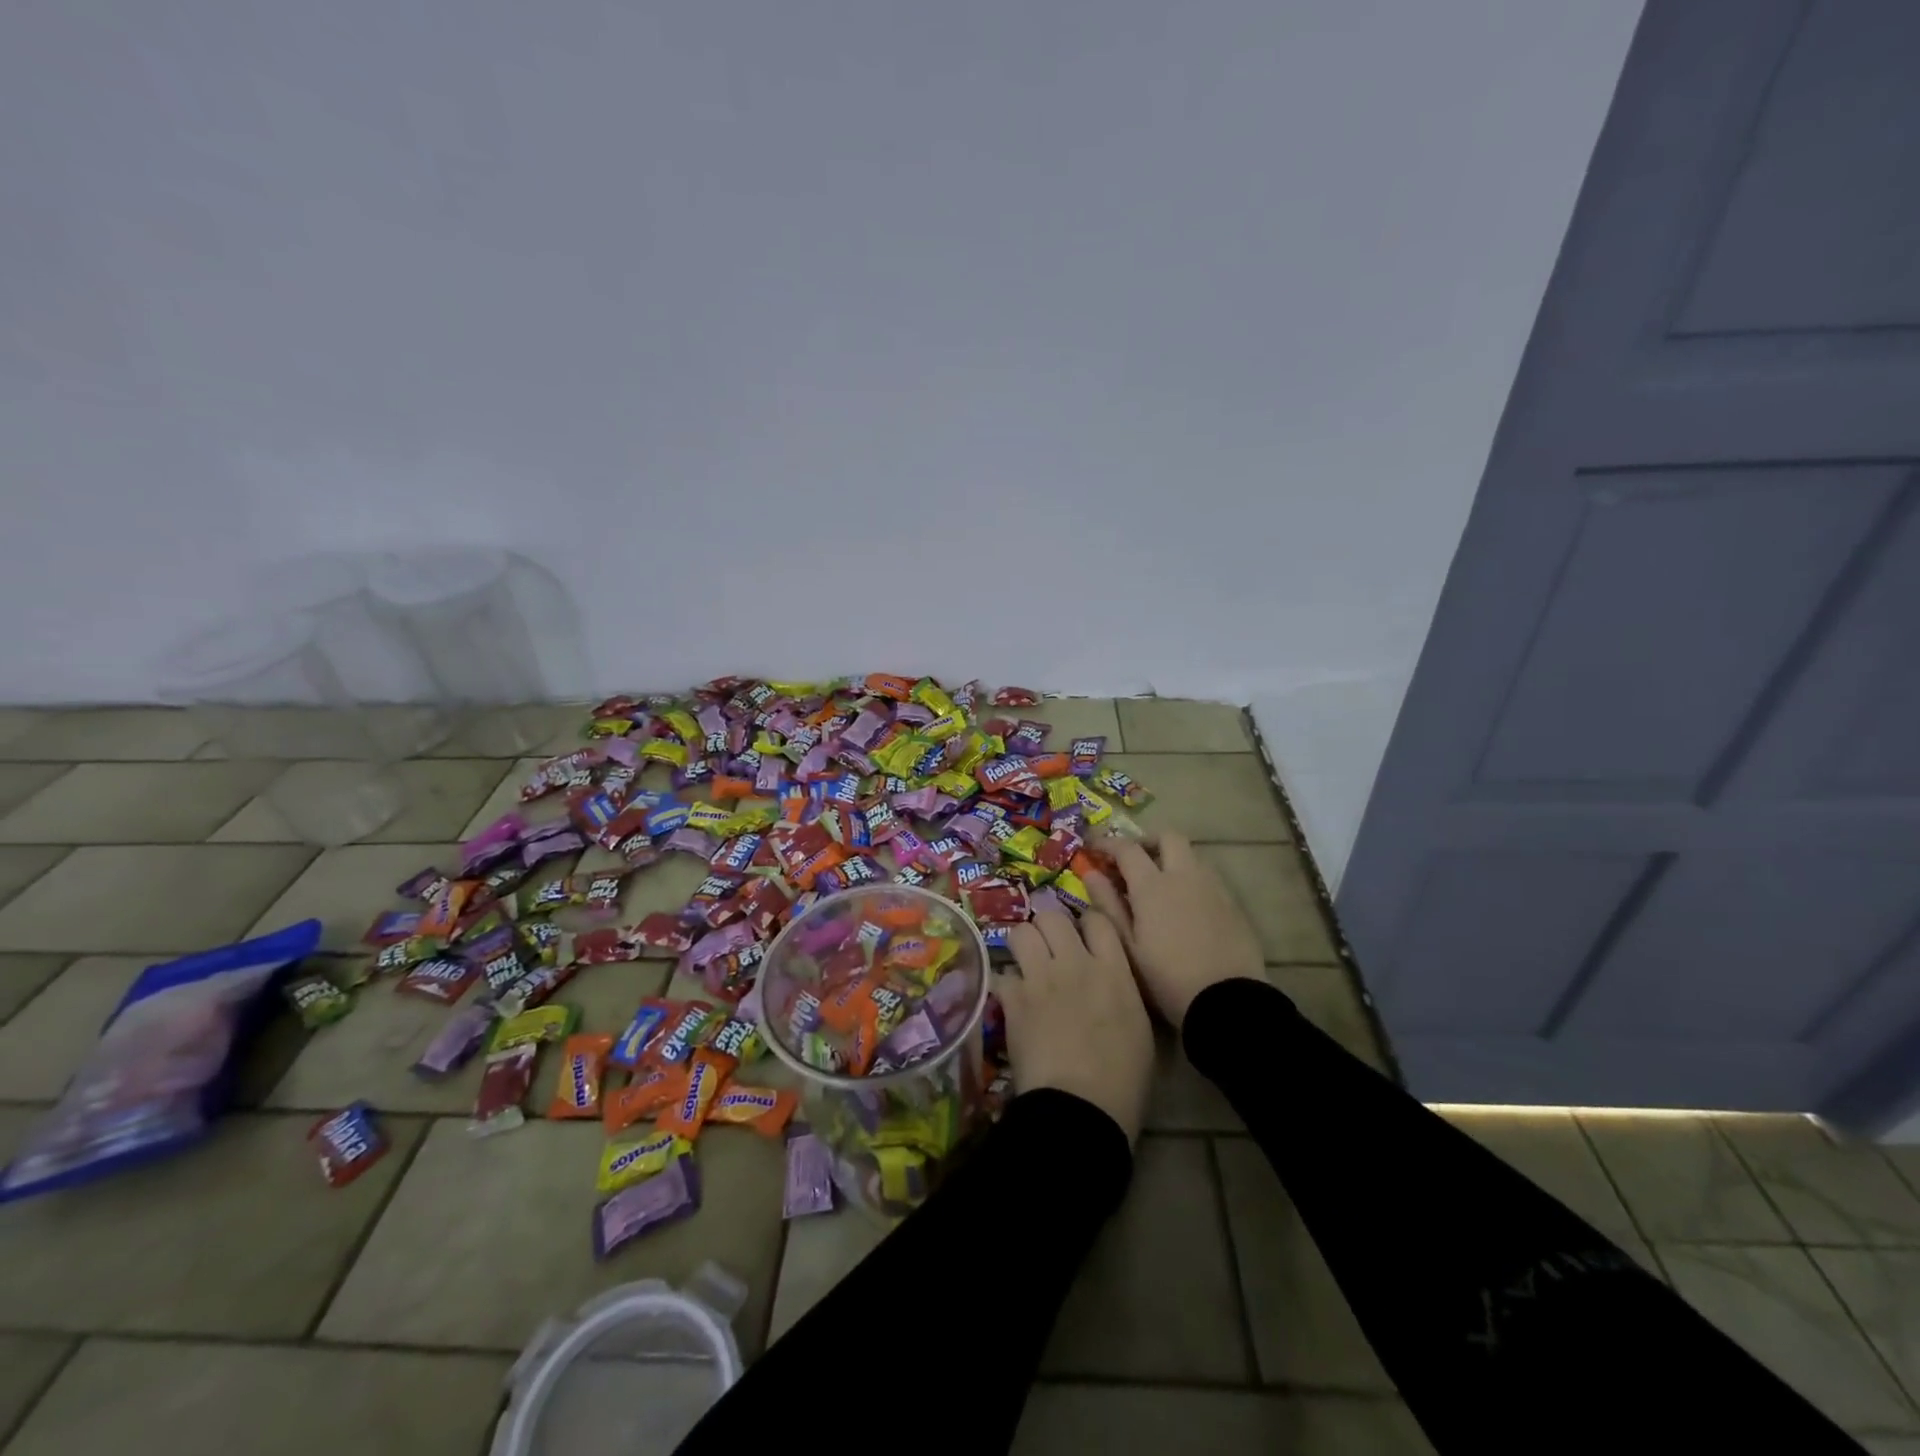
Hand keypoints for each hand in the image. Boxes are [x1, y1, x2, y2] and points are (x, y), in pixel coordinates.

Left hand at [995, 908, 1152, 1144]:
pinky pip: (1001, 973)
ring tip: (1027, 965)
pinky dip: (1004, 983)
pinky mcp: (1013, 1000)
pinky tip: (1010, 997)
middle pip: (1052, 916)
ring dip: (1023, 946)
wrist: (1081, 1109)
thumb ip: (1124, 990)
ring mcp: (1040, 979)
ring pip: (1020, 932)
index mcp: (1113, 970)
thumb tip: (1113, 980)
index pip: (1097, 919)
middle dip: (1049, 927)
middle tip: (1051, 949)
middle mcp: (1075, 963)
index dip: (1087, 923)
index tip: (1085, 937)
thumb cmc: (1124, 1079)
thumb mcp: (1141, 1028)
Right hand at [1084, 831, 1264, 1028]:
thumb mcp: (1127, 946)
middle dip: (1147, 841)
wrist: (1226, 1001)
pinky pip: (1208, 878)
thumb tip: (1091, 874)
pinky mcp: (1232, 904)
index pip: (1127, 848)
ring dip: (1172, 858)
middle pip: (1168, 837)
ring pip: (1191, 855)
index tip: (1093, 846)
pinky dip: (1190, 879)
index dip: (1107, 843)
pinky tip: (1184, 905)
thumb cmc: (1166, 978)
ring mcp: (1213, 888)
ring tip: (1158, 883)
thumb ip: (1108, 905)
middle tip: (1132, 859)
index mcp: (1153, 885)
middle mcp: (1185, 876)